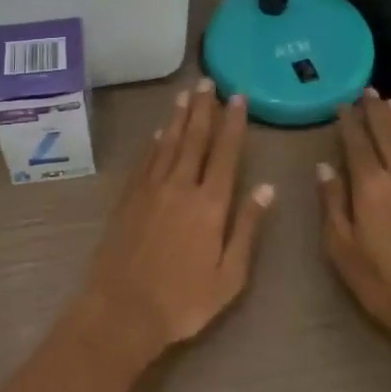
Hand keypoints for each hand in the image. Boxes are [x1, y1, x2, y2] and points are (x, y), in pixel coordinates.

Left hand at [80, 79, 274, 365]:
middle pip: (195, 138)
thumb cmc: (184, 301)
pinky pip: (146, 160)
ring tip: (186, 93)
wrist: (122, 310)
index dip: (233, 123)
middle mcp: (181, 186)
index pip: (225, 153)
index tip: (238, 97)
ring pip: (169, 143)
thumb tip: (267, 189)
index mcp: (210, 204)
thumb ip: (248, 228)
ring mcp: (151, 189)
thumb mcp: (230, 276)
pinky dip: (155, 142)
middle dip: (204, 108)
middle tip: (208, 81)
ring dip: (179, 116)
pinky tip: (160, 131)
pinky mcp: (129, 198)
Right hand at [319, 90, 390, 354]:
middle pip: (387, 133)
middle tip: (367, 92)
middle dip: (375, 111)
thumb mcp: (343, 251)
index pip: (357, 144)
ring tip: (390, 103)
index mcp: (371, 186)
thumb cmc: (386, 284)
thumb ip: (333, 204)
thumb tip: (324, 167)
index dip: (349, 123)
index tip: (343, 105)